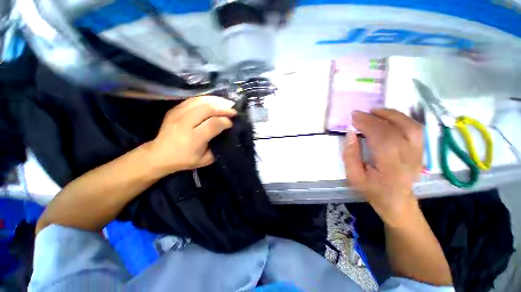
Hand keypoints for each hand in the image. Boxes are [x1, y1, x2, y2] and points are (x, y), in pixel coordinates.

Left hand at [146, 96, 236, 174]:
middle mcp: (184, 123)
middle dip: (223, 108)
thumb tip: (226, 132)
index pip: (213, 124)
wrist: (159, 155)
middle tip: (232, 111)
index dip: (225, 121)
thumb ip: (217, 146)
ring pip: (200, 101)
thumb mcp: (205, 159)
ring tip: (226, 103)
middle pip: (207, 109)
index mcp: (193, 139)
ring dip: (216, 101)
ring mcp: (177, 114)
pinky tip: (214, 102)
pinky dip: (206, 99)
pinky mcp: (174, 109)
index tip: (231, 123)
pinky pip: (193, 100)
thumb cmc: (185, 160)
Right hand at [342, 109, 423, 226]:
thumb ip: (350, 155)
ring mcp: (419, 154)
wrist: (397, 201)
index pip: (382, 139)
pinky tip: (388, 117)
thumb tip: (351, 133)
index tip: (354, 117)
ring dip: (391, 115)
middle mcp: (410, 159)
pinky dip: (401, 119)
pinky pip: (415, 128)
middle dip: (375, 118)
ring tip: (374, 112)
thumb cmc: (372, 190)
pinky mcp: (422, 150)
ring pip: (411, 126)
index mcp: (391, 168)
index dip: (367, 124)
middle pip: (396, 130)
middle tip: (359, 114)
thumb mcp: (354, 176)